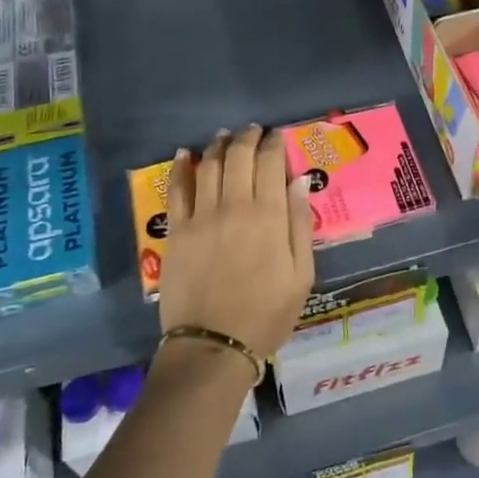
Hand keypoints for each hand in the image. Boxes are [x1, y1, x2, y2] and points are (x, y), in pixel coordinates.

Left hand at [159, 125, 314, 363]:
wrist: (213, 346)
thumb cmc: (266, 314)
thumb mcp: (301, 275)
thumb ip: (299, 224)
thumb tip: (297, 181)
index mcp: (268, 216)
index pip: (270, 164)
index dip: (274, 144)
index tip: (276, 136)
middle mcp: (234, 206)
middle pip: (238, 157)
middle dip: (247, 137)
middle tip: (252, 131)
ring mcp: (201, 216)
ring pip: (208, 165)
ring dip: (217, 145)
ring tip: (223, 136)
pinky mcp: (177, 231)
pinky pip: (177, 189)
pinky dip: (180, 167)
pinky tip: (184, 154)